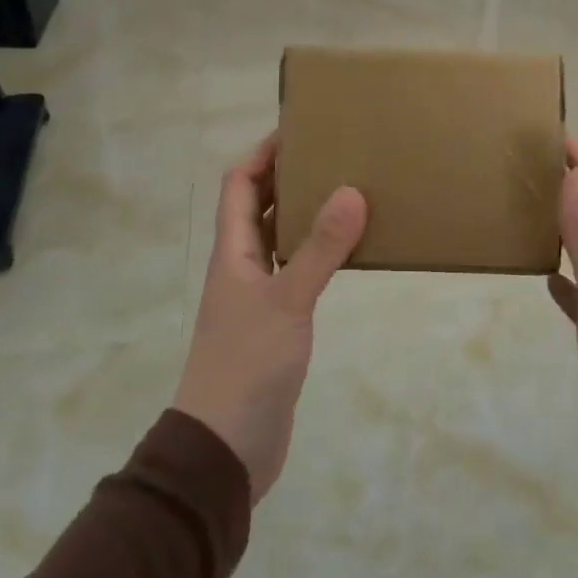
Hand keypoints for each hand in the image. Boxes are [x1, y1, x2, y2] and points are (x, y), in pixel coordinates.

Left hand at [173, 135, 367, 503]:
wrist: (226, 449)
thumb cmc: (247, 366)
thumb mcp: (287, 301)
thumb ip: (320, 248)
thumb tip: (351, 190)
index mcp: (232, 253)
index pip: (238, 184)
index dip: (263, 152)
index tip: (300, 129)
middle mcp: (241, 266)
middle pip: (259, 206)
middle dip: (289, 176)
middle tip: (335, 154)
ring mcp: (258, 296)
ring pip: (281, 239)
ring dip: (306, 213)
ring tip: (349, 191)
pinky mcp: (277, 324)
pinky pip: (297, 271)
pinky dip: (318, 253)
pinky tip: (348, 252)